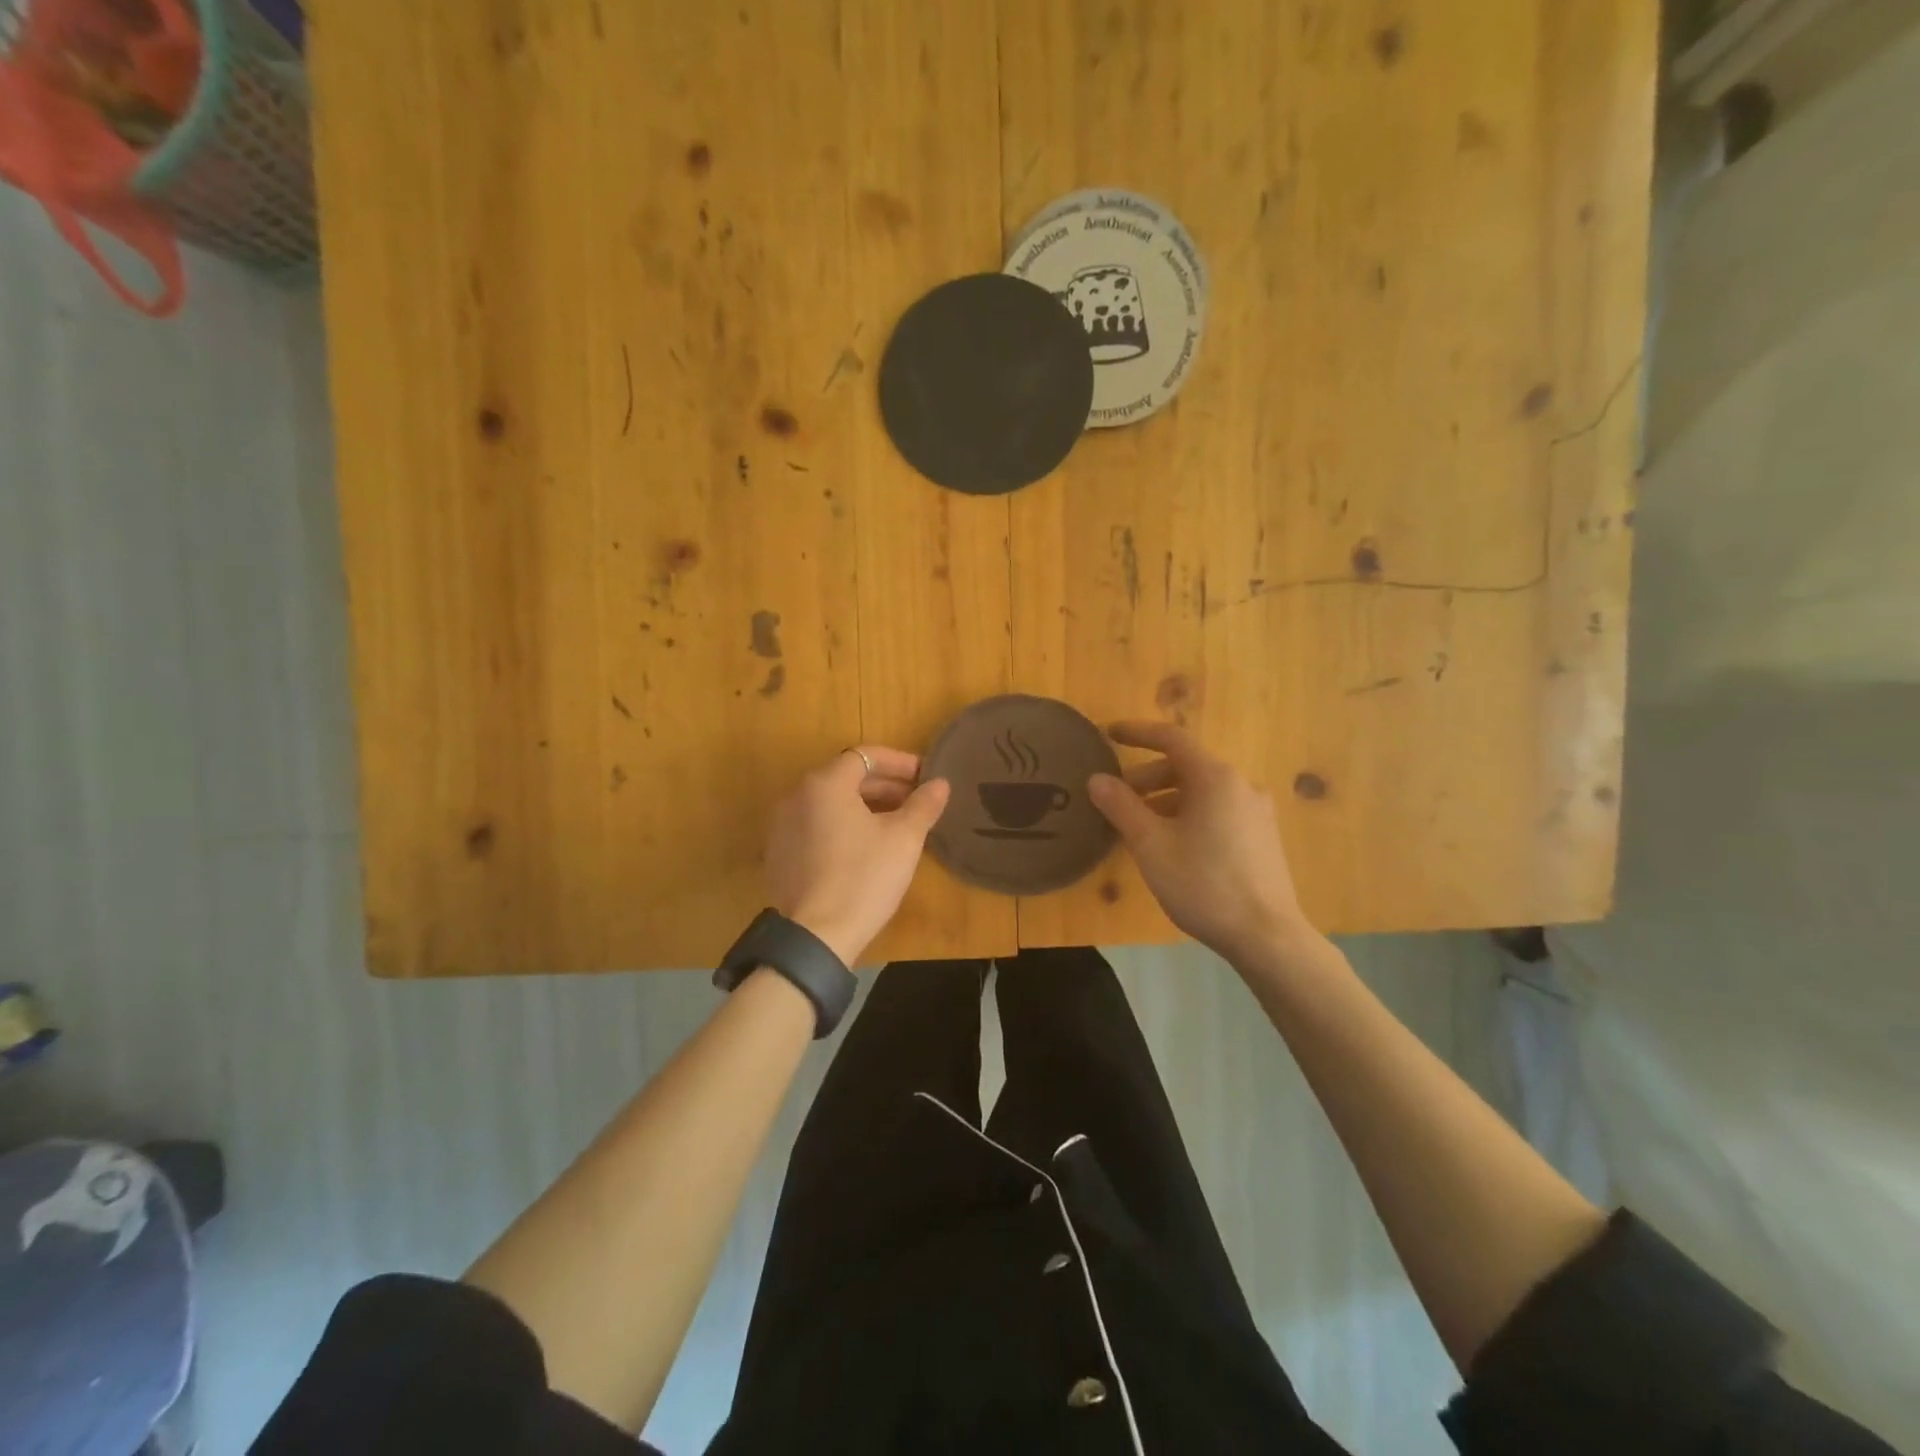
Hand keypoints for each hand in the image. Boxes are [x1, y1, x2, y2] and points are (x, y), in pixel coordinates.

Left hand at [764, 746, 950, 965]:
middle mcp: (795, 797)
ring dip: (864, 806)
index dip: (900, 762)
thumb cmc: (865, 877)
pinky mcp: (778, 855)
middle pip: (845, 778)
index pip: (866, 756)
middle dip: (884, 785)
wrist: (817, 936)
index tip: (926, 777)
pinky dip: (841, 827)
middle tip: (916, 800)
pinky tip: (865, 848)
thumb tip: (940, 783)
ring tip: (895, 823)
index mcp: (824, 784)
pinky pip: (815, 827)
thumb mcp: (904, 838)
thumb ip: (923, 804)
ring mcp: (781, 827)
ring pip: (829, 804)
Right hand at [1087, 721, 1308, 963]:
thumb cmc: (1203, 884)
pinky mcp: (1262, 837)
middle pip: (1187, 767)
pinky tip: (1173, 846)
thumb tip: (1097, 779)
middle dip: (1147, 778)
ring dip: (1166, 800)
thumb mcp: (1151, 845)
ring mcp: (1256, 812)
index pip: (1172, 739)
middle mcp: (1241, 785)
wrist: (1266, 936)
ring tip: (1140, 828)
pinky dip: (1188, 815)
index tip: (1109, 734)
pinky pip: (1218, 811)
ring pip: (1202, 792)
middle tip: (1118, 800)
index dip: (1138, 733)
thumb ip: (1121, 807)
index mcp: (1215, 778)